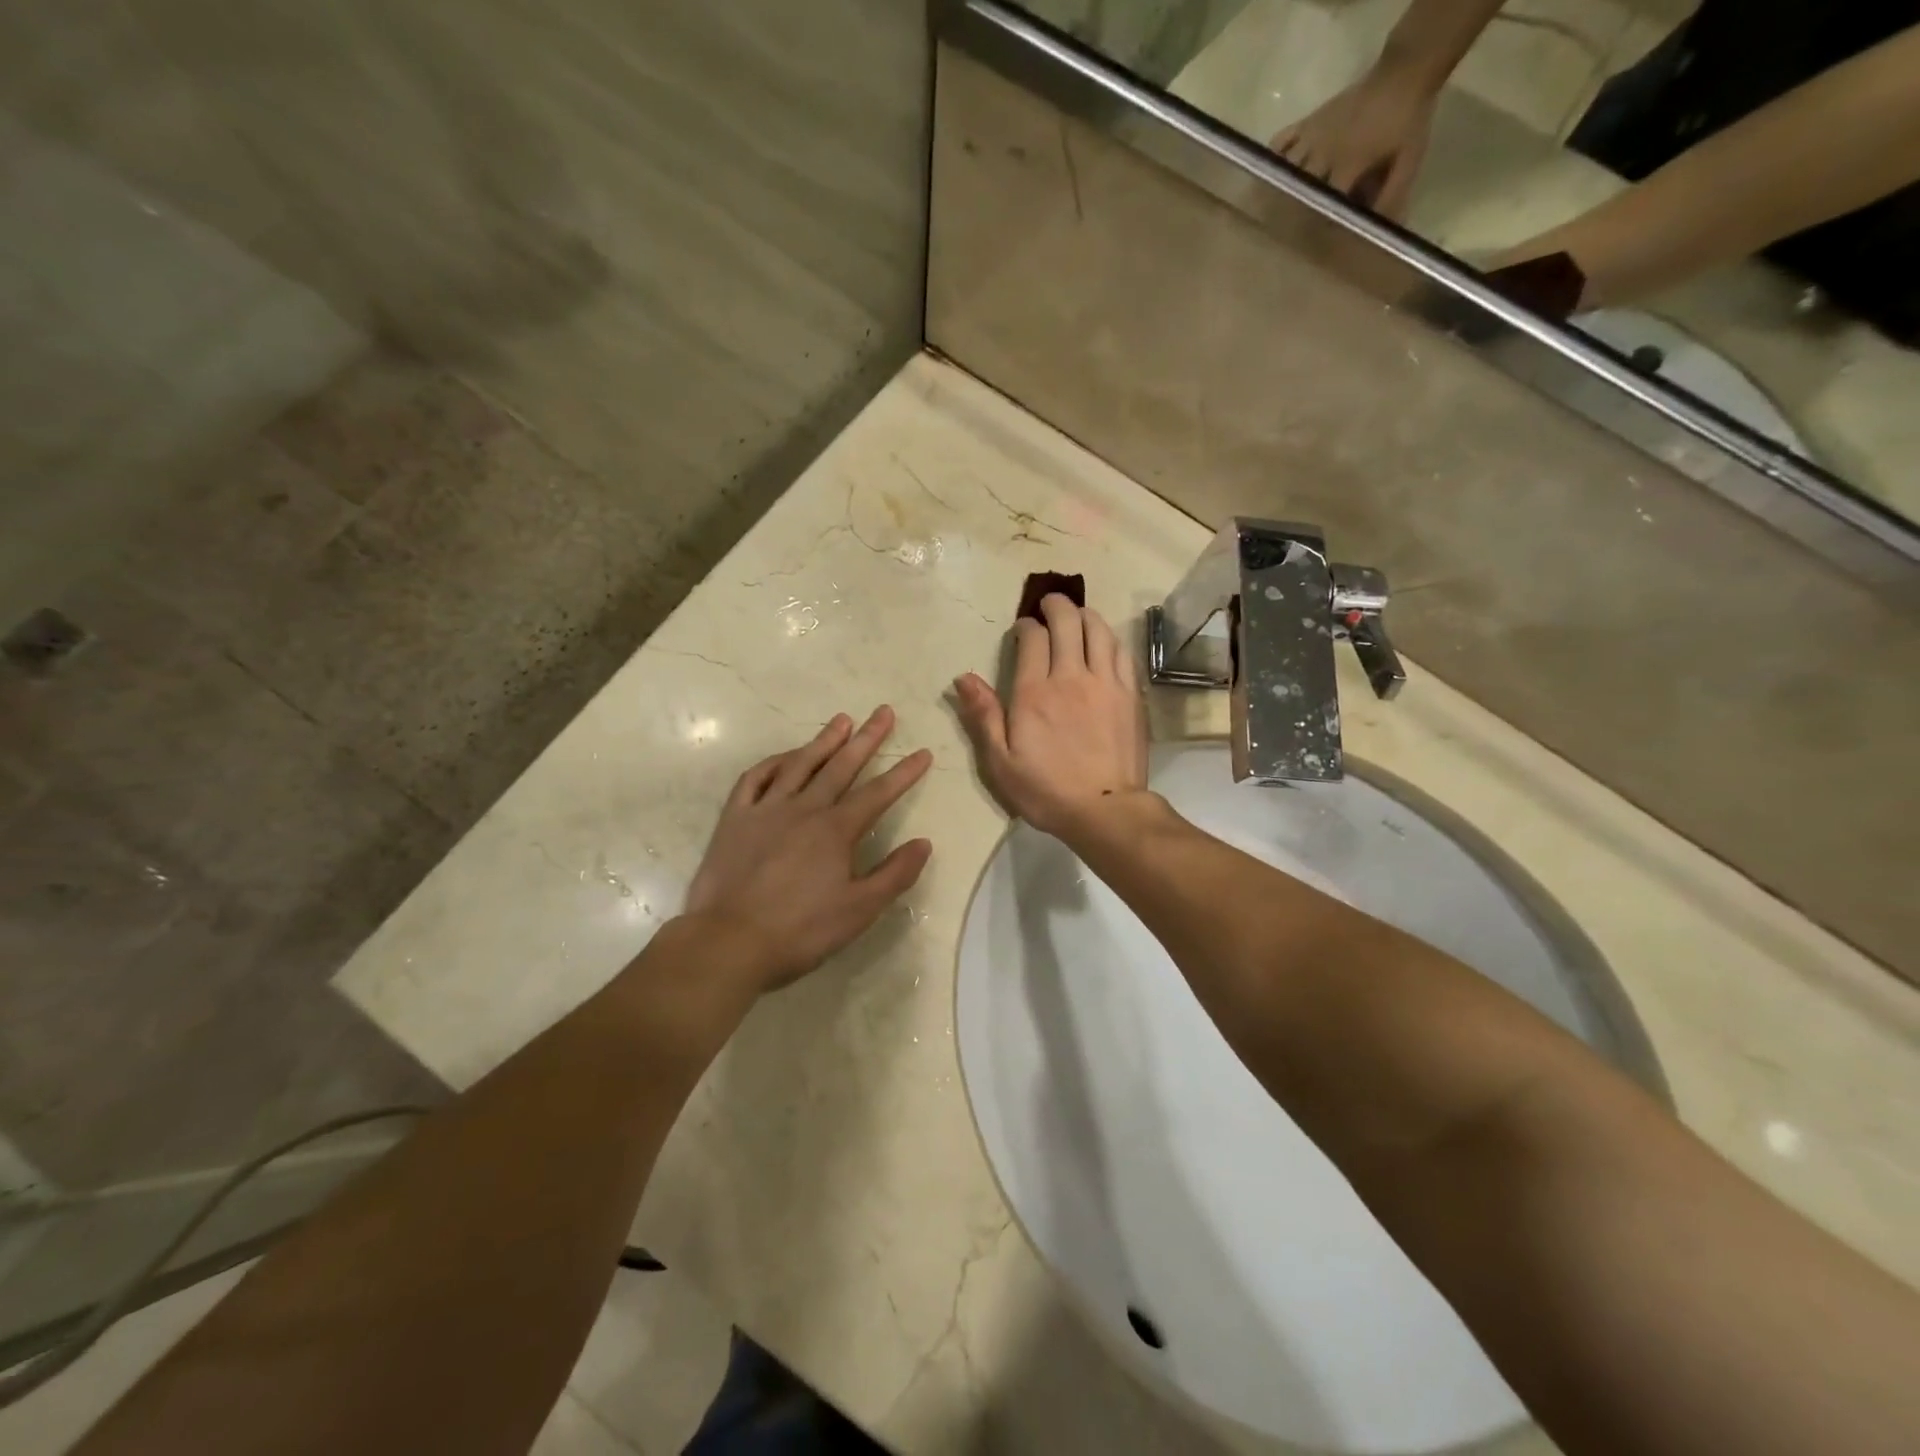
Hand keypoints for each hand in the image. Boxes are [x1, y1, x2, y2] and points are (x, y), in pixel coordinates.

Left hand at [685, 706, 932, 989]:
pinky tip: (785, 757)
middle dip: (867, 738)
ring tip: (841, 720)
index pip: (879, 793)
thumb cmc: (801, 931)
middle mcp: (804, 809)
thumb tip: (924, 843)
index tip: (922, 752)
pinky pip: (755, 779)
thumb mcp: (859, 910)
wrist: (729, 941)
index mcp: (836, 830)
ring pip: (799, 764)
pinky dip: (773, 763)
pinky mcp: (735, 819)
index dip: (904, 773)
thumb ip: (895, 874)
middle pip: (841, 766)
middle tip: (883, 712)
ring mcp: (766, 810)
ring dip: (823, 741)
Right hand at [952, 594, 1147, 837]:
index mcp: (1035, 692)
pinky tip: (1104, 642)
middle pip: (1068, 622)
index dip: (1026, 626)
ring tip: (1077, 615)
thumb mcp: (1000, 761)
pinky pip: (1122, 652)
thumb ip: (983, 715)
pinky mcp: (1130, 694)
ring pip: (1099, 630)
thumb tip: (964, 677)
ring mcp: (1106, 683)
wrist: (1105, 810)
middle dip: (1055, 605)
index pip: (1032, 638)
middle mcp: (1072, 676)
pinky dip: (1110, 638)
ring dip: (1085, 615)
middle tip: (1048, 604)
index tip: (1022, 629)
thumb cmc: (1046, 790)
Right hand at [1270, 64, 1438, 218]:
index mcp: (1348, 163)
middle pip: (1300, 188)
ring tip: (1279, 207)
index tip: (1319, 239)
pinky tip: (1275, 172)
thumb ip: (1393, 194)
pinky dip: (1273, 158)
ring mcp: (1314, 135)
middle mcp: (1324, 152)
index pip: (1326, 202)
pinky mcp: (1309, 121)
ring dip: (1282, 188)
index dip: (1322, 222)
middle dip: (1296, 210)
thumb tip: (1380, 228)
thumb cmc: (1409, 118)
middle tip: (1293, 227)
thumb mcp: (1409, 159)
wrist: (1405, 70)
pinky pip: (1281, 142)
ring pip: (1286, 169)